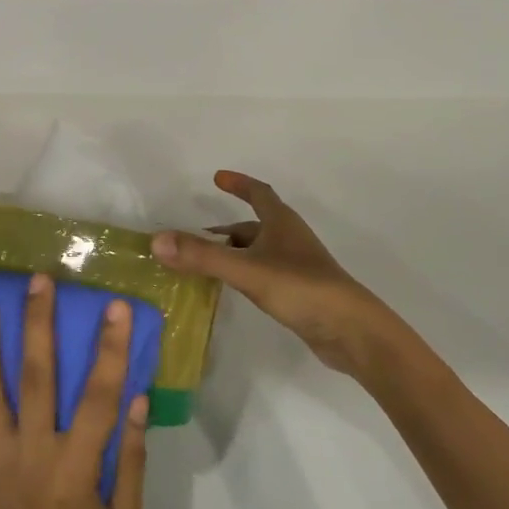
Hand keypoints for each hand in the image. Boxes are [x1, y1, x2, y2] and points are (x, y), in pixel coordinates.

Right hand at [151, 171, 394, 375]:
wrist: (352, 331)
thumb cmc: (301, 289)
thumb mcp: (246, 270)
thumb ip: (202, 256)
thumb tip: (156, 241)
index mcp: (282, 223)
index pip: (259, 193)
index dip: (239, 183)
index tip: (217, 177)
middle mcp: (290, 239)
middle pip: (255, 224)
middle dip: (226, 228)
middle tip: (196, 236)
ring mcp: (297, 266)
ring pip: (258, 251)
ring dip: (233, 252)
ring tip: (205, 264)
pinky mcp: (299, 291)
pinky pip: (264, 272)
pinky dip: (244, 272)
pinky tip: (233, 288)